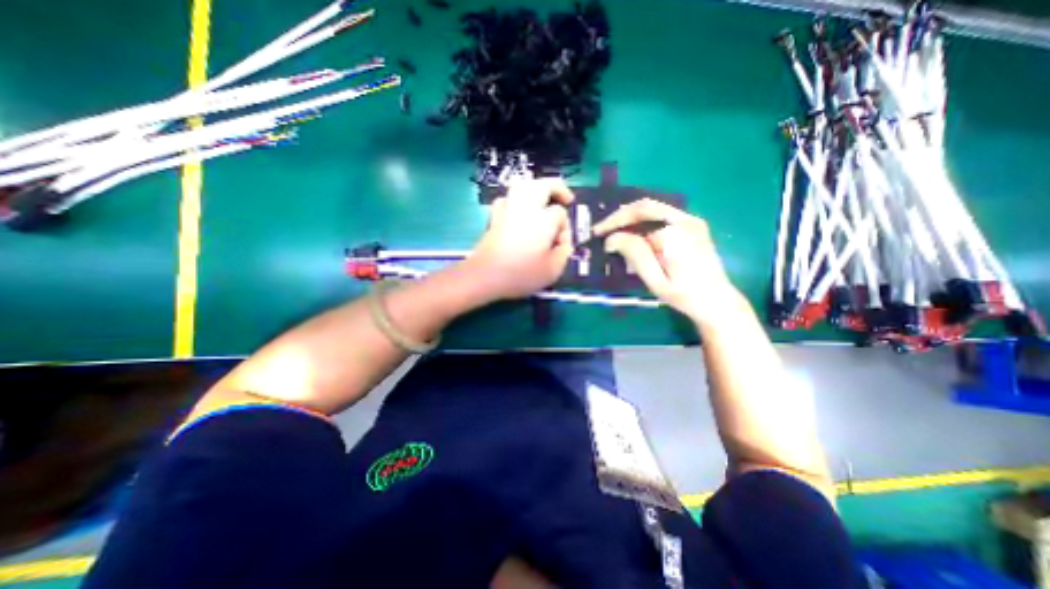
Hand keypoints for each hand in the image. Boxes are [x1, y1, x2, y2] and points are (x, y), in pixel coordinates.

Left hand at [460, 177, 571, 300]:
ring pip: (523, 186)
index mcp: (543, 219)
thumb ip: (563, 252)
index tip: (561, 243)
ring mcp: (508, 210)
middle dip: (557, 188)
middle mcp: (526, 208)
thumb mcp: (553, 270)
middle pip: (543, 185)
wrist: (485, 276)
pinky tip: (517, 209)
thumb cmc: (521, 274)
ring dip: (537, 188)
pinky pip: (506, 199)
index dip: (565, 226)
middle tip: (566, 199)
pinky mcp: (494, 218)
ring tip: (544, 198)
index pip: (560, 213)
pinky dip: (515, 199)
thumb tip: (562, 242)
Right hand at [589, 201, 736, 323]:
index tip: (597, 234)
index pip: (638, 217)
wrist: (717, 301)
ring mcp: (691, 221)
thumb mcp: (656, 280)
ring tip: (613, 230)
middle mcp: (685, 220)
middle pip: (645, 206)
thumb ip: (635, 255)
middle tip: (602, 229)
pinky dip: (642, 221)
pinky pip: (662, 215)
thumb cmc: (684, 295)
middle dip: (620, 216)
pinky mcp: (693, 226)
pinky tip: (632, 233)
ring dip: (630, 217)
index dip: (614, 223)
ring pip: (653, 209)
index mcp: (676, 233)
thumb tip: (612, 238)